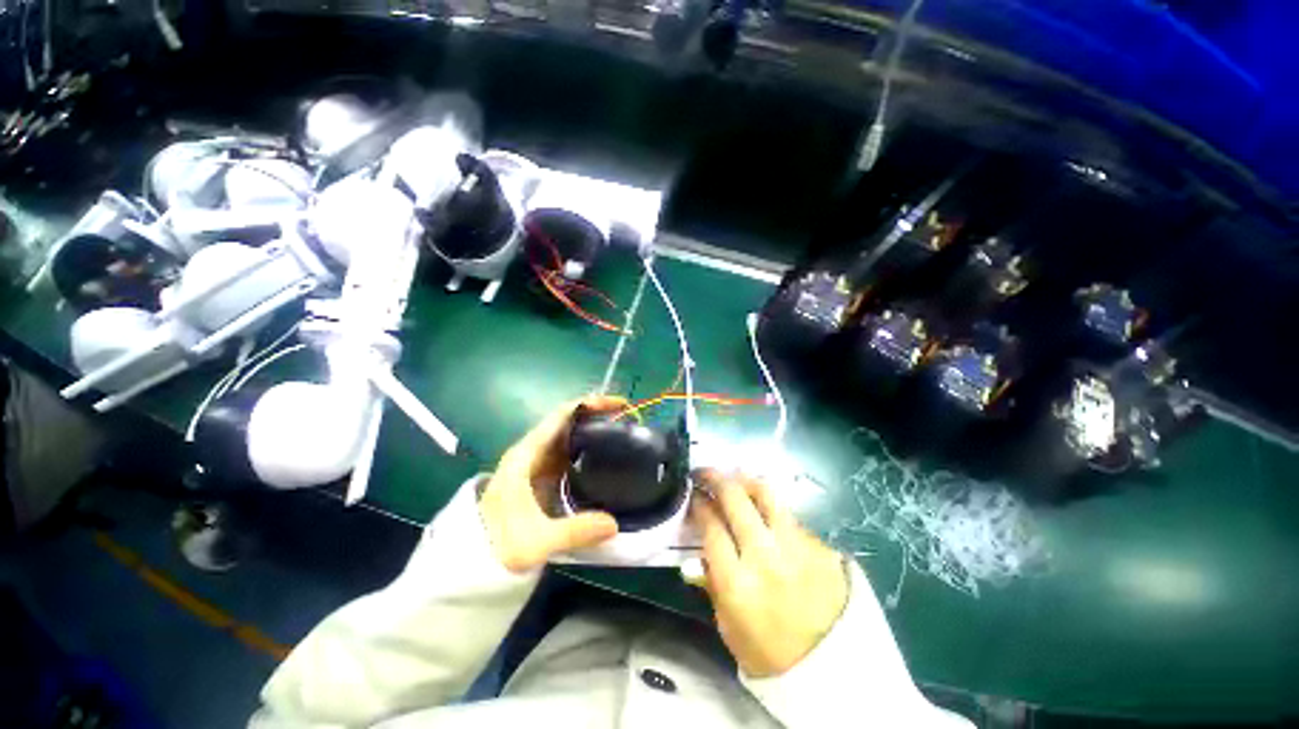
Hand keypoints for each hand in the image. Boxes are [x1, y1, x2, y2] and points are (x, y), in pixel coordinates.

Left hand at [480, 397, 622, 572]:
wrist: (472, 565)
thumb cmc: (498, 548)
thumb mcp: (536, 542)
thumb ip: (574, 532)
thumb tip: (615, 524)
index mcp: (525, 456)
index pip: (561, 416)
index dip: (590, 405)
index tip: (618, 405)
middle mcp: (530, 453)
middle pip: (566, 422)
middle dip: (596, 415)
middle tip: (626, 420)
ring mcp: (534, 464)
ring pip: (567, 437)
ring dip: (592, 431)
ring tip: (620, 435)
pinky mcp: (539, 477)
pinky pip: (566, 454)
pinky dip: (586, 449)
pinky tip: (603, 458)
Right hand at [692, 469, 848, 677]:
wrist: (833, 669)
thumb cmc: (770, 653)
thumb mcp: (728, 625)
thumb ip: (711, 583)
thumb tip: (697, 548)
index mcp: (737, 583)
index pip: (711, 526)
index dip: (699, 503)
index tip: (693, 493)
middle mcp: (765, 556)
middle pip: (735, 499)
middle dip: (715, 478)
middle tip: (705, 473)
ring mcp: (796, 547)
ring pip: (766, 494)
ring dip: (744, 480)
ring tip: (734, 478)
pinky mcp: (819, 545)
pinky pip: (789, 514)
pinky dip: (771, 507)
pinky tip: (765, 511)